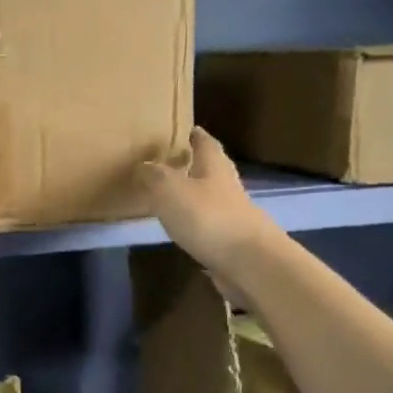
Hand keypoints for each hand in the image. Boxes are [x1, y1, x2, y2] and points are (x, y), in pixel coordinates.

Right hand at [140, 128, 279, 297]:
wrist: (249, 263)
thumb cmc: (208, 217)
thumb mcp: (170, 189)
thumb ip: (154, 175)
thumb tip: (143, 165)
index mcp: (214, 167)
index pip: (205, 143)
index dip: (194, 135)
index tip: (182, 129)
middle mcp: (226, 187)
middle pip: (210, 169)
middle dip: (193, 164)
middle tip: (171, 161)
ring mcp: (232, 215)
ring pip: (209, 197)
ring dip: (192, 194)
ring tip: (168, 194)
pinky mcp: (231, 241)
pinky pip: (208, 224)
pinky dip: (195, 221)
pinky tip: (181, 226)